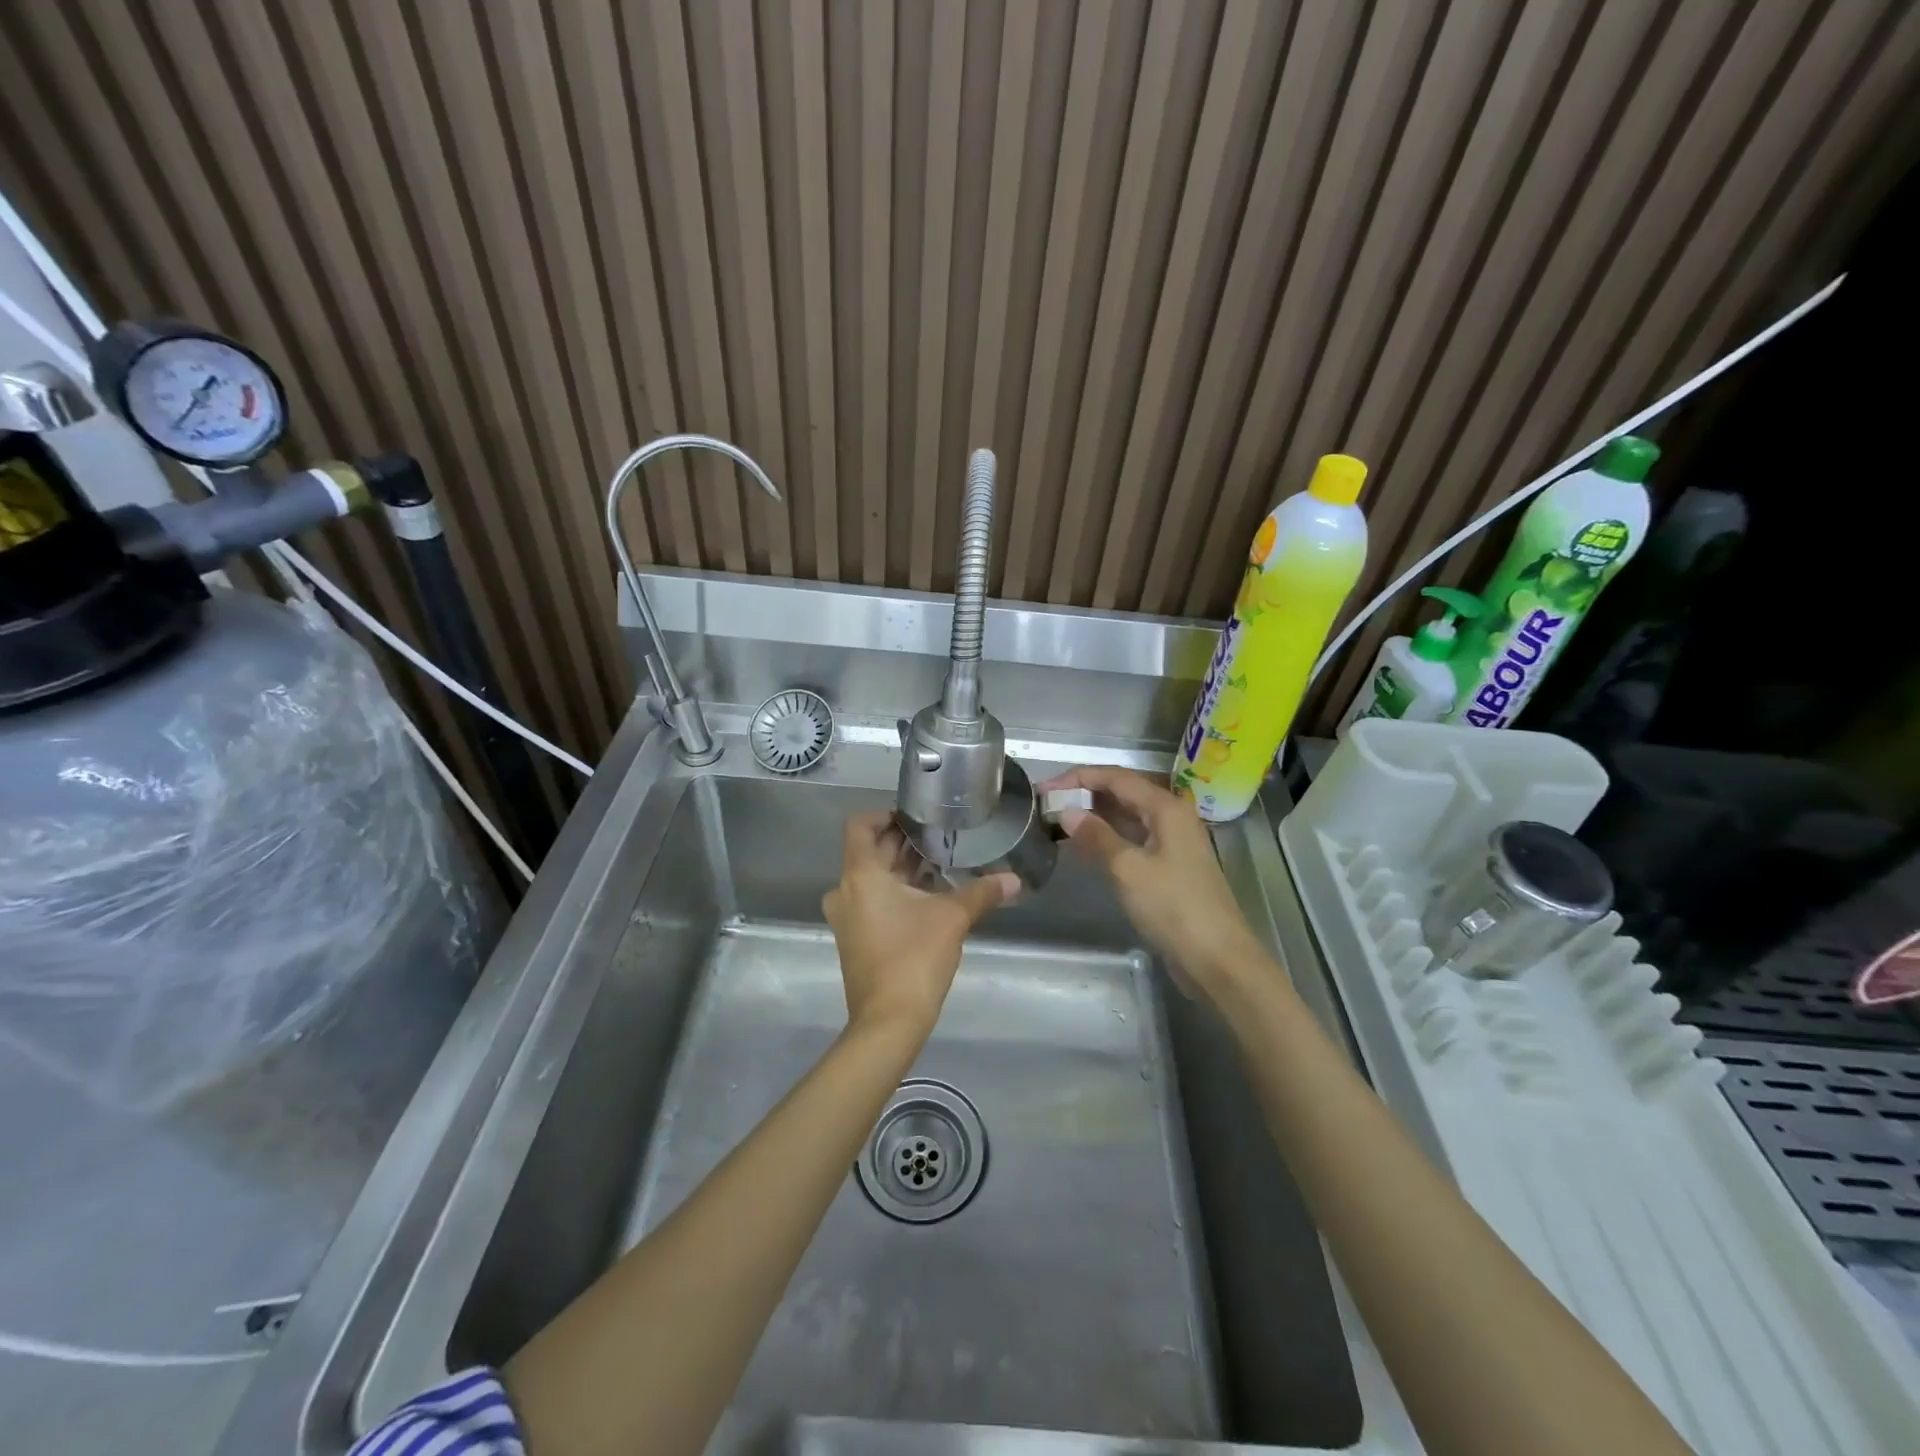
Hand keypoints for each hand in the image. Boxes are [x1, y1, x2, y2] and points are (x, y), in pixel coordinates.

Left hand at [822, 810, 1017, 1038]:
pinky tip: (928, 897)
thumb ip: (982, 892)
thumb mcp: (953, 918)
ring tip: (939, 865)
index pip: (859, 825)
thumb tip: (1015, 880)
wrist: (888, 1022)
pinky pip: (871, 900)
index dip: (885, 814)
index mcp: (860, 875)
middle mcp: (845, 891)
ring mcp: (847, 917)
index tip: (916, 818)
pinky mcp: (854, 938)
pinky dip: (895, 891)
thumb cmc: (914, 958)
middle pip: (869, 851)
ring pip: (872, 878)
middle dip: (903, 842)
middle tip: (940, 837)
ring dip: (901, 868)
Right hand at [1037, 766, 1264, 998]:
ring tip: (1057, 822)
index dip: (1078, 778)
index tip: (1044, 788)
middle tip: (1046, 805)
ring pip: (1126, 817)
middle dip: (1084, 795)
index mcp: (1166, 807)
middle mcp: (1171, 817)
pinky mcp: (1168, 866)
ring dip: (1093, 817)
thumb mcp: (1128, 869)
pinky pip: (1131, 840)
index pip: (1116, 777)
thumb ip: (1096, 836)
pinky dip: (1106, 839)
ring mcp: (1171, 842)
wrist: (1216, 957)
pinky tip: (1082, 847)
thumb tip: (1066, 812)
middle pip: (1122, 793)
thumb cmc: (1173, 906)